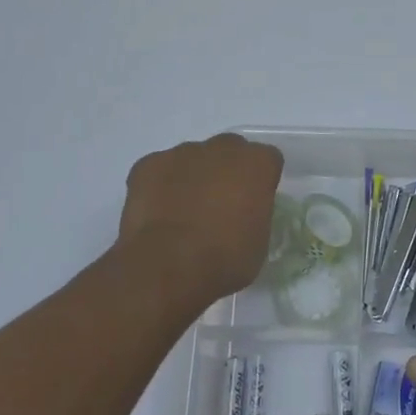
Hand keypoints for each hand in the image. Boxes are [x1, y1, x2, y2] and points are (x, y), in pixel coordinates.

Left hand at [116, 133, 282, 307]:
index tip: (253, 205)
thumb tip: (242, 215)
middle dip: (227, 171)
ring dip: (193, 178)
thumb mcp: (259, 243)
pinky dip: (160, 186)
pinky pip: (159, 169)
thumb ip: (254, 214)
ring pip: (193, 158)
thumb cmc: (224, 260)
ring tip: (183, 214)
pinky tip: (157, 214)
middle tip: (220, 206)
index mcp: (256, 163)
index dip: (260, 182)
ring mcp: (182, 152)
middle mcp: (222, 148)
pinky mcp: (148, 164)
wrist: (167, 266)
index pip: (267, 160)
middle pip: (230, 151)